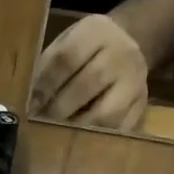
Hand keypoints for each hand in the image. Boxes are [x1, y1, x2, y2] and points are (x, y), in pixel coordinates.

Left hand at [30, 14, 149, 130]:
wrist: (129, 41)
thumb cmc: (85, 48)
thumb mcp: (65, 43)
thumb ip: (48, 66)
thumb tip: (30, 101)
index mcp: (95, 32)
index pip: (67, 58)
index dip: (46, 84)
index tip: (31, 105)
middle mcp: (121, 53)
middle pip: (88, 83)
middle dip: (60, 108)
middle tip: (42, 123)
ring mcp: (137, 80)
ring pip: (108, 112)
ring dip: (80, 127)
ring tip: (61, 135)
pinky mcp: (143, 104)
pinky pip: (122, 128)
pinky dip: (99, 139)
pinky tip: (81, 141)